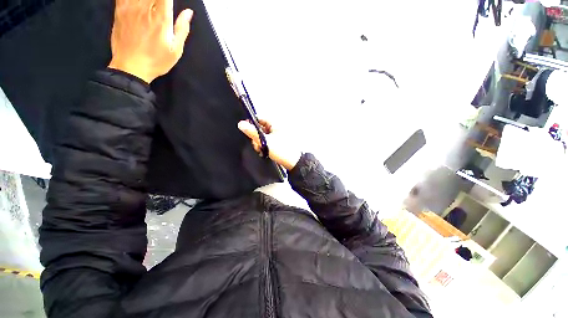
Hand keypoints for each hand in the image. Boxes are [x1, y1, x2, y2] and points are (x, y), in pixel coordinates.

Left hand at [108, 0, 193, 82]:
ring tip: (152, 5)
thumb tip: (188, 12)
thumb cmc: (156, 61)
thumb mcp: (175, 50)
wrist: (130, 67)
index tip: (170, 2)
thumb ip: (182, 29)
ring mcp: (130, 8)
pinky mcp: (119, 11)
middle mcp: (145, 9)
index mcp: (161, 18)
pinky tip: (137, 3)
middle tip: (162, 5)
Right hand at [238, 119, 301, 170]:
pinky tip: (264, 152)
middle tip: (257, 144)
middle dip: (256, 136)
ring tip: (261, 150)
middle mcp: (277, 128)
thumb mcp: (265, 141)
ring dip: (260, 143)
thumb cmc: (282, 150)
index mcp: (275, 124)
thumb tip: (241, 124)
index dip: (252, 123)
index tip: (247, 131)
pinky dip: (265, 146)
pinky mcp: (278, 143)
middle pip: (261, 128)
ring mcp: (278, 136)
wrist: (294, 163)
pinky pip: (268, 141)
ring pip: (263, 136)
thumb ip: (252, 132)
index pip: (260, 118)